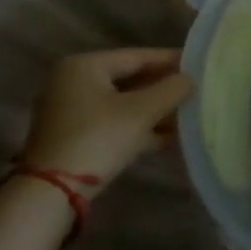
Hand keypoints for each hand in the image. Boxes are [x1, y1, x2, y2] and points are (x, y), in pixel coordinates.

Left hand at [22, 47, 192, 187]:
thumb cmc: (98, 138)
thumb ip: (172, 89)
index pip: (137, 56)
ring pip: (123, 104)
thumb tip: (190, 79)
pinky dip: (137, 128)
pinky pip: (112, 123)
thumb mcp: (142, 111)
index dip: (171, 61)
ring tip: (187, 117)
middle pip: (130, 80)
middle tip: (195, 92)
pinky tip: (167, 138)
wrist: (52, 193)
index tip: (199, 65)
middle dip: (163, 90)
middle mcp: (73, 82)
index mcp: (84, 66)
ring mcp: (70, 111)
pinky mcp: (72, 137)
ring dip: (154, 111)